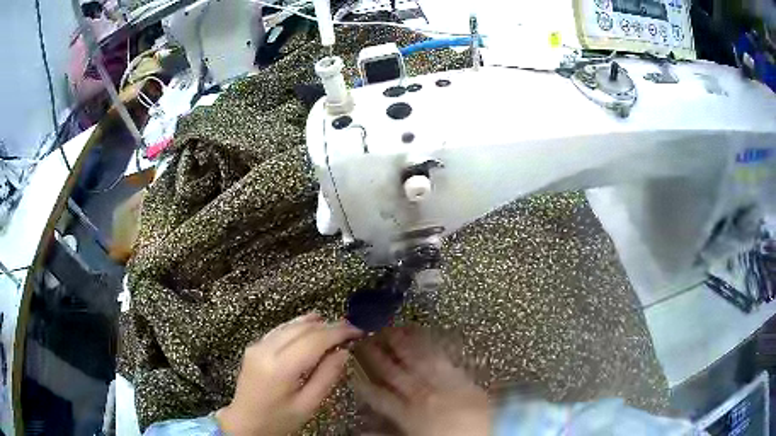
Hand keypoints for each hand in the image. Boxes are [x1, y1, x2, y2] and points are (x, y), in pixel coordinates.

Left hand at [217, 313, 362, 435]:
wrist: (245, 422)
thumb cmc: (279, 419)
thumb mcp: (308, 405)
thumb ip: (326, 377)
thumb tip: (343, 351)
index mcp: (281, 367)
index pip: (314, 340)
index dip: (338, 331)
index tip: (358, 329)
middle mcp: (266, 349)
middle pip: (302, 328)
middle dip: (329, 326)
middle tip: (351, 329)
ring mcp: (258, 345)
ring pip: (290, 325)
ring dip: (314, 324)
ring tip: (336, 327)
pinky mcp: (254, 346)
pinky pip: (280, 330)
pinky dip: (298, 326)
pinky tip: (311, 327)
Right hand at [353, 327, 490, 435]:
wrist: (488, 432)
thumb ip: (386, 434)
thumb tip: (362, 429)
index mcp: (407, 412)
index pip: (377, 396)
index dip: (362, 382)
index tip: (351, 370)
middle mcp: (421, 392)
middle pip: (392, 371)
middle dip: (376, 354)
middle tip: (364, 337)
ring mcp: (441, 380)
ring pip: (414, 357)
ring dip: (400, 342)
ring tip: (389, 327)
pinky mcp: (460, 373)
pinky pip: (440, 354)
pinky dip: (429, 341)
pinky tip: (422, 332)